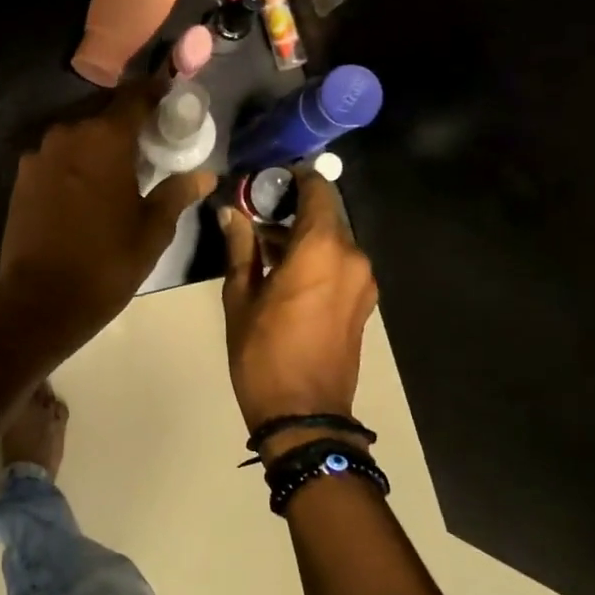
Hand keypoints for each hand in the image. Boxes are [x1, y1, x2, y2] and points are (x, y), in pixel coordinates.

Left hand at [0, 79, 215, 368]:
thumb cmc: (106, 263)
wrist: (40, 300)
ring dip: (98, 143)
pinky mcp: (22, 178)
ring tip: (119, 168)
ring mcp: (39, 155)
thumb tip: (204, 175)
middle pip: (103, 113)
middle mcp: (68, 134)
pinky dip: (75, 162)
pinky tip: (88, 188)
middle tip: (149, 142)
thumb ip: (176, 193)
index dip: (155, 93)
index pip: (134, 96)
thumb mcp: (152, 231)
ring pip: (77, 135)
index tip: (170, 99)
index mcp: (104, 138)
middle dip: (127, 122)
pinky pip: (57, 157)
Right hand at [218, 171, 378, 431]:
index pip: (317, 189)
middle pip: (326, 214)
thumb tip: (231, 212)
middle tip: (254, 216)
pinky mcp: (363, 302)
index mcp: (322, 249)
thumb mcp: (240, 298)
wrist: (304, 416)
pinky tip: (285, 273)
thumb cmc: (263, 354)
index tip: (263, 182)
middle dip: (292, 209)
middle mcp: (352, 257)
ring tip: (263, 248)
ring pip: (333, 239)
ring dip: (303, 236)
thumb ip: (240, 247)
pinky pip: (340, 263)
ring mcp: (363, 281)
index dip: (292, 178)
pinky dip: (316, 257)